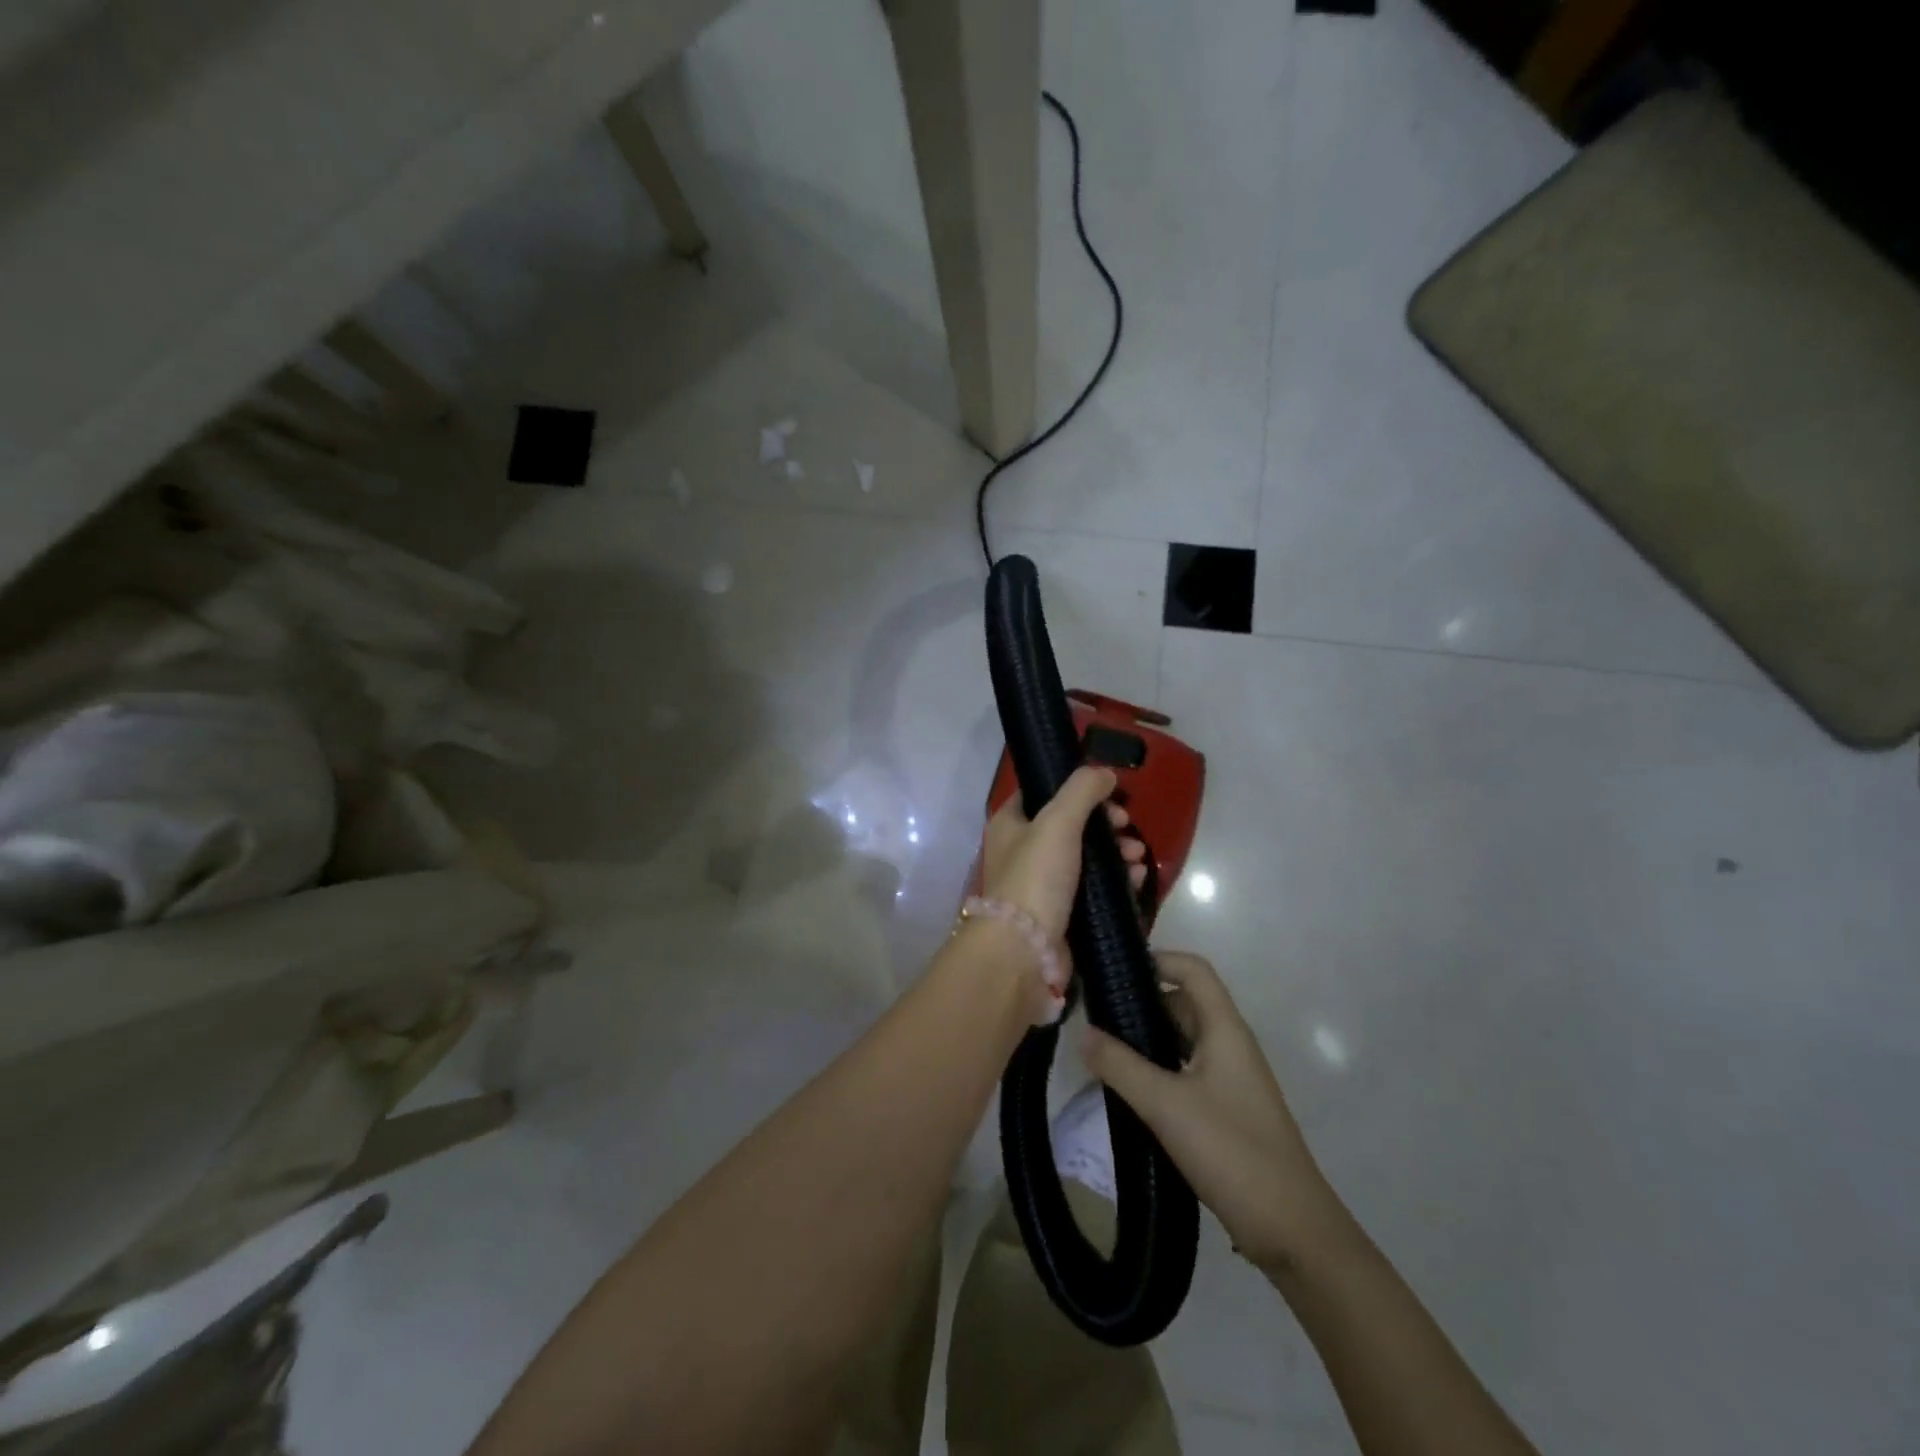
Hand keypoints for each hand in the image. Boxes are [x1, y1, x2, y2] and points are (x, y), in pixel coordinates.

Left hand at [980, 765, 1146, 944]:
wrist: (1026, 950)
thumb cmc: (1036, 877)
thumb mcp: (1057, 821)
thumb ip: (1082, 790)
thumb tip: (1105, 773)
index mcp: (1010, 824)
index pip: (1043, 793)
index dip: (1077, 789)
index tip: (1109, 794)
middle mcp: (1022, 851)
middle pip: (1071, 825)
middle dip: (1106, 824)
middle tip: (1127, 827)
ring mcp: (1042, 884)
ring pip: (1086, 857)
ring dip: (1116, 852)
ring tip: (1138, 857)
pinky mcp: (1062, 912)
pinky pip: (1093, 888)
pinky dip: (1116, 880)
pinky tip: (1137, 879)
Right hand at [1083, 952, 1334, 1269]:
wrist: (1293, 1231)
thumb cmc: (1231, 1151)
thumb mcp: (1165, 1105)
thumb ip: (1120, 1065)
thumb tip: (1083, 1032)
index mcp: (1224, 1029)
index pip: (1193, 969)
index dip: (1157, 959)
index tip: (1114, 972)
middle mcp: (1230, 1044)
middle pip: (1184, 1002)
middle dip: (1141, 1002)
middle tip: (1096, 1016)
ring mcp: (1232, 1078)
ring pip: (1183, 1039)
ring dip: (1148, 1039)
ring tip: (1105, 1051)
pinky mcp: (1228, 1108)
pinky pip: (1187, 1070)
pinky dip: (1159, 1069)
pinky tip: (1131, 1090)